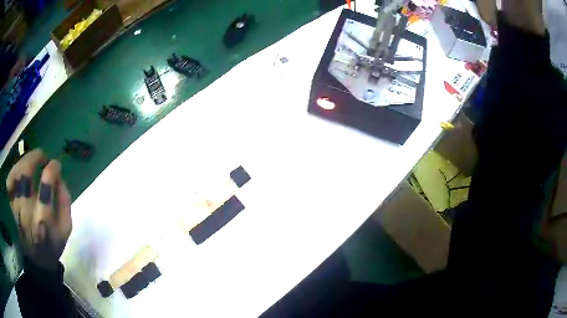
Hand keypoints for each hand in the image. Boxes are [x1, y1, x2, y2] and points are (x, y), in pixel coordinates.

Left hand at [6, 149, 71, 271]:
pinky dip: (14, 170)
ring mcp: (16, 207)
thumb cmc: (53, 243)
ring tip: (32, 160)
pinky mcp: (11, 205)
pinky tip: (20, 170)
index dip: (52, 169)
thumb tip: (58, 175)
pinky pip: (9, 181)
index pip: (46, 186)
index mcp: (44, 220)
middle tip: (42, 156)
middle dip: (35, 157)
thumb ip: (64, 201)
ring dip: (25, 160)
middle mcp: (27, 211)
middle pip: (25, 174)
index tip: (56, 165)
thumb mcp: (66, 228)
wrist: (37, 259)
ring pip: (16, 173)